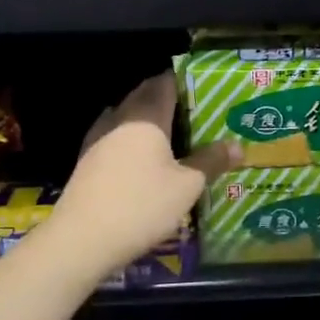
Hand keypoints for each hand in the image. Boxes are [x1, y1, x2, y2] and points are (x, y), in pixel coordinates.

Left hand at [53, 72, 237, 272]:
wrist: (80, 240)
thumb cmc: (141, 205)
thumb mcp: (187, 186)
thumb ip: (211, 162)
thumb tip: (238, 146)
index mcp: (147, 117)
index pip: (164, 84)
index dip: (181, 79)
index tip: (199, 83)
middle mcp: (120, 120)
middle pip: (142, 96)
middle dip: (163, 96)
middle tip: (189, 106)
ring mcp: (98, 140)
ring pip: (124, 115)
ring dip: (142, 116)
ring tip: (165, 129)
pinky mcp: (86, 162)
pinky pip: (112, 136)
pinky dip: (127, 137)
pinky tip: (135, 154)